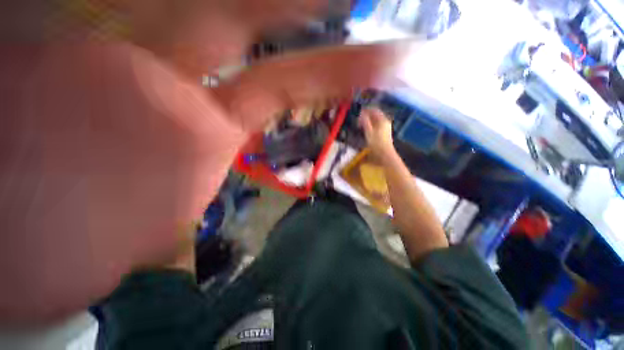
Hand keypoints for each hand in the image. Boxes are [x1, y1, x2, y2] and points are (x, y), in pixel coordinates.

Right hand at [360, 108, 394, 158]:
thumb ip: (365, 121)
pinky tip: (366, 130)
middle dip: (367, 116)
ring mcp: (386, 127)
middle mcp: (385, 122)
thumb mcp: (368, 131)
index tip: (359, 112)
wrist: (384, 154)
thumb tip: (361, 113)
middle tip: (359, 119)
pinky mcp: (385, 133)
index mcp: (382, 120)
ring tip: (361, 125)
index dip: (366, 110)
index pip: (374, 110)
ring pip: (376, 121)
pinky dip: (371, 125)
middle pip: (376, 115)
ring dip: (368, 121)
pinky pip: (377, 125)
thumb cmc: (376, 142)